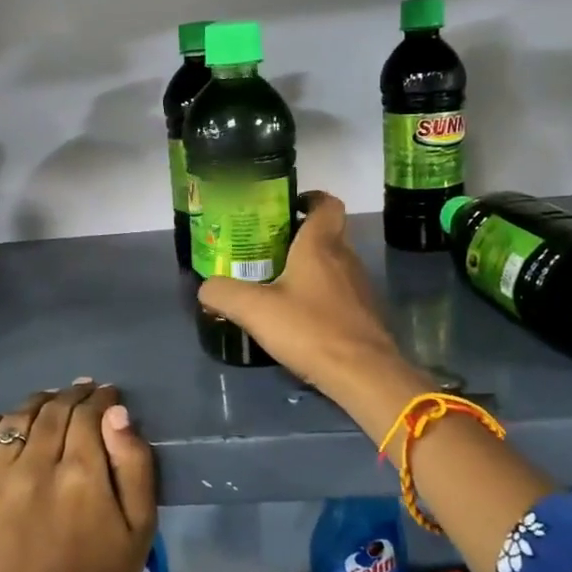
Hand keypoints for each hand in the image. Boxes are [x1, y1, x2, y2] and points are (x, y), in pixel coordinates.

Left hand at [0, 381, 157, 571]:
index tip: (108, 395)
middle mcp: (35, 470)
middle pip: (54, 411)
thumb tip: (116, 412)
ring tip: (51, 405)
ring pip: (17, 419)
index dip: (101, 398)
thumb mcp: (142, 524)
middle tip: (84, 393)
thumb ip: (134, 462)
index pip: (88, 414)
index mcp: (81, 477)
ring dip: (38, 404)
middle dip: (74, 395)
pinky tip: (9, 424)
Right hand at [197, 192, 411, 407]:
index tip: (288, 206)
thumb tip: (206, 287)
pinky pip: (340, 293)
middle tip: (267, 249)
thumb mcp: (254, 309)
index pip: (326, 203)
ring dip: (309, 269)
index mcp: (320, 245)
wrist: (363, 374)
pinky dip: (320, 297)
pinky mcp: (365, 314)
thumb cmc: (309, 328)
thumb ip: (223, 293)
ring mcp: (359, 287)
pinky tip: (299, 317)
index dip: (310, 198)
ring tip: (277, 285)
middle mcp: (345, 258)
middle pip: (326, 234)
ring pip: (333, 265)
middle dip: (299, 238)